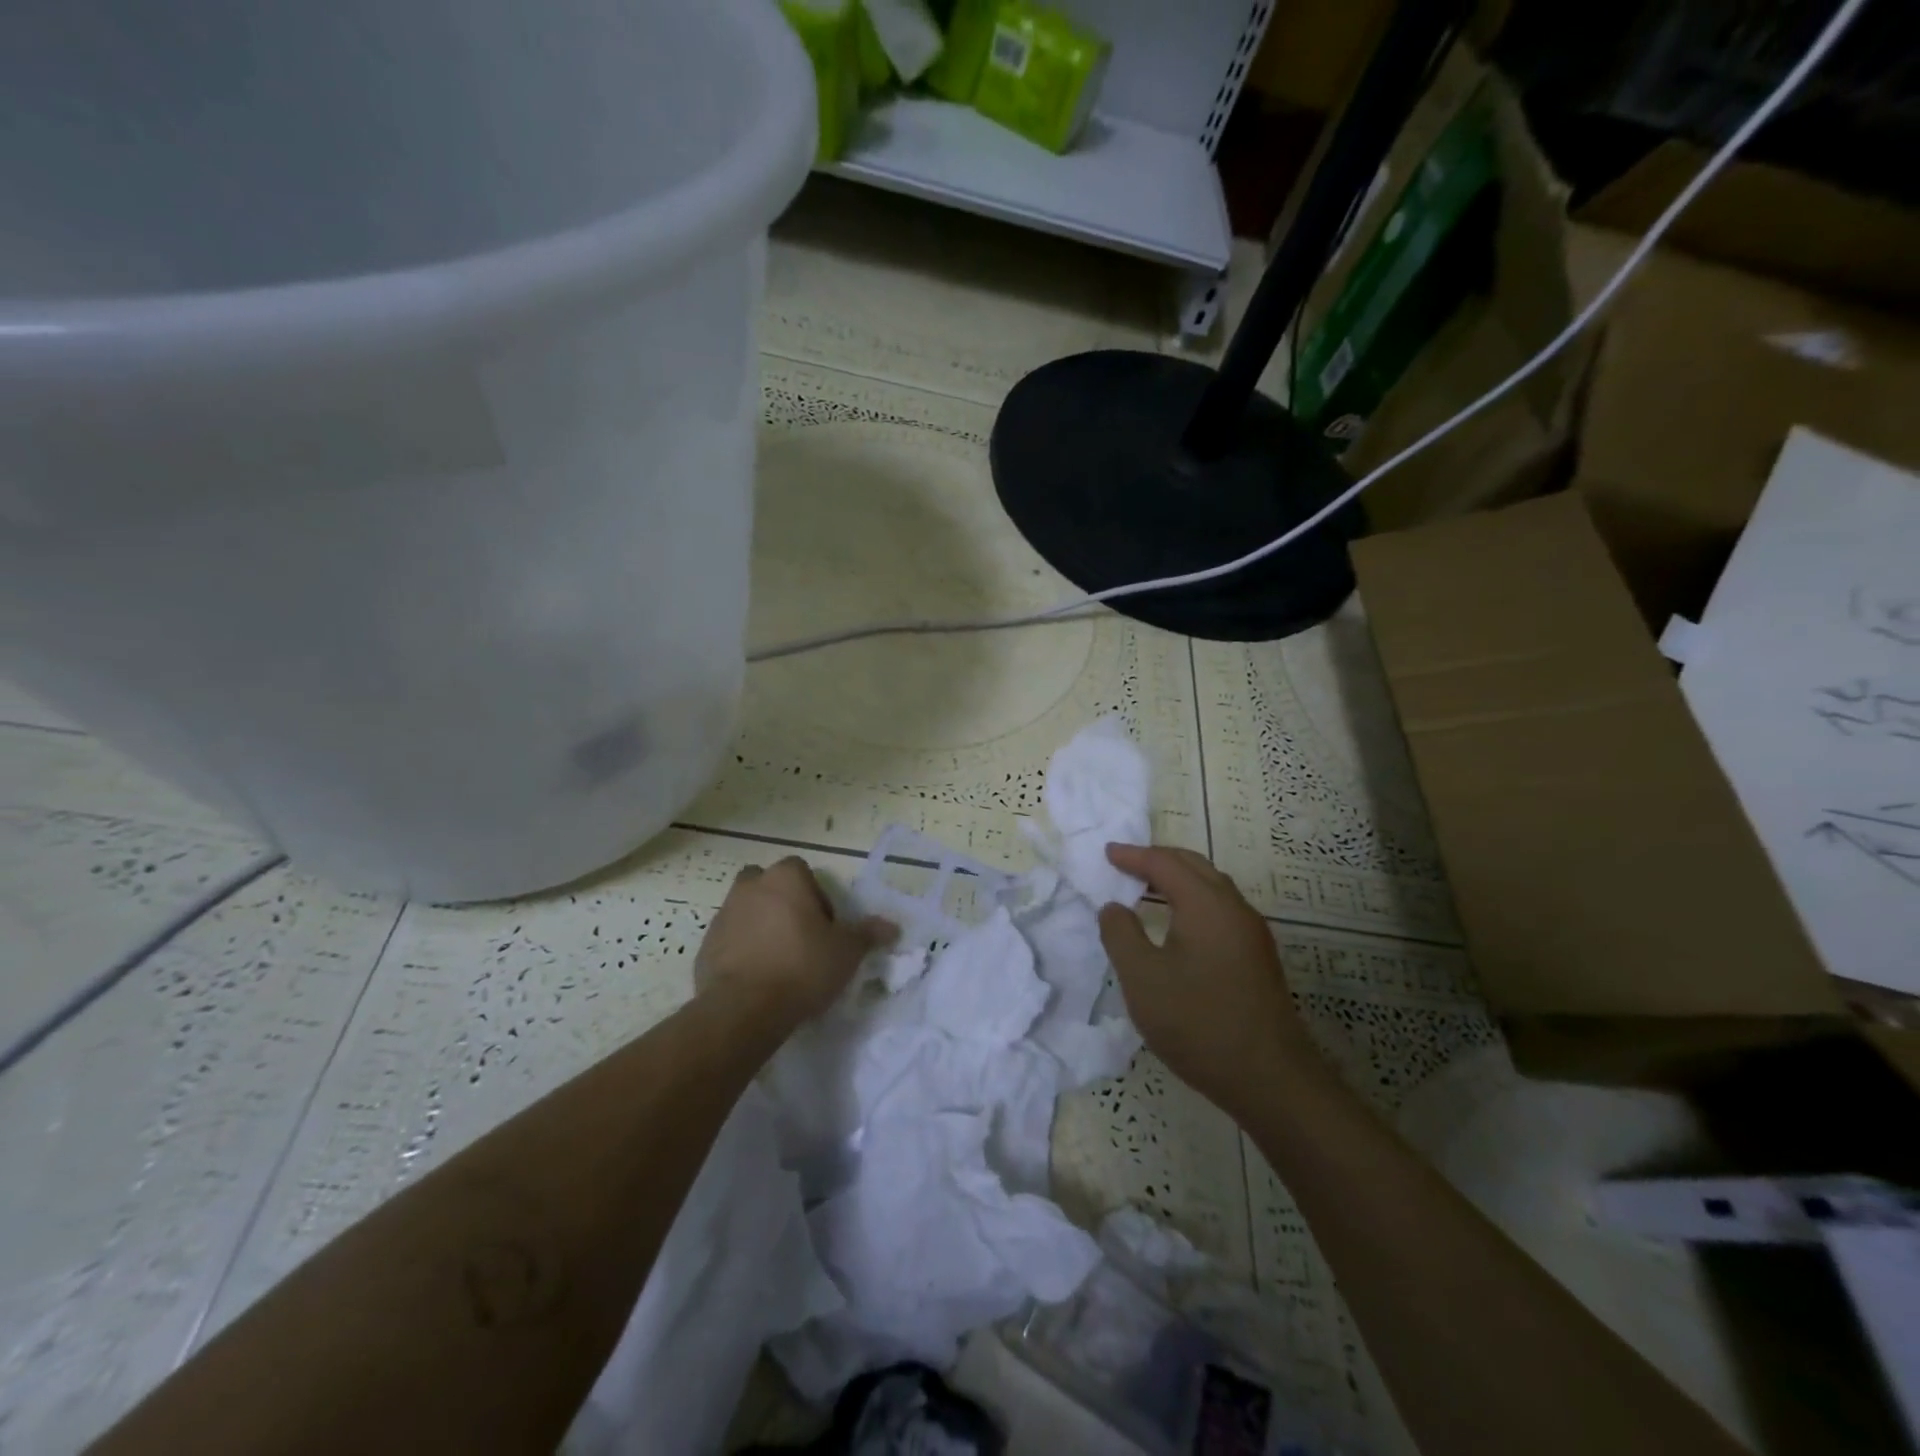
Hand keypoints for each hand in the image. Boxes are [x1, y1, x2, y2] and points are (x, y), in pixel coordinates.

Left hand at [697, 858, 895, 1024]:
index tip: (825, 927)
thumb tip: (892, 926)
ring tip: (780, 961)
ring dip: (761, 927)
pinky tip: (758, 978)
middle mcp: (750, 887)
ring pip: (747, 911)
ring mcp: (723, 915)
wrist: (745, 1008)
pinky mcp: (705, 946)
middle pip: (769, 885)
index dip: (816, 896)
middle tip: (800, 937)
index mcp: (785, 878)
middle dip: (783, 904)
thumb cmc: (803, 966)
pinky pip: (730, 940)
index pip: (802, 871)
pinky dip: (743, 951)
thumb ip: (867, 934)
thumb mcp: (846, 951)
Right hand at [1098, 844, 1323, 1115]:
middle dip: (1158, 859)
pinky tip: (1178, 924)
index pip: (1165, 864)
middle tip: (1126, 863)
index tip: (1107, 853)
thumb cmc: (1198, 1023)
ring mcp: (1252, 933)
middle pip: (1194, 866)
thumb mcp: (1142, 979)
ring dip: (1178, 879)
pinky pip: (1220, 909)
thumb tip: (1114, 907)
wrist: (1270, 1079)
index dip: (1133, 855)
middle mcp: (1234, 908)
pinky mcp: (1258, 958)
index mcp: (1206, 904)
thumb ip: (1120, 935)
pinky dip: (1193, 900)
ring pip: (1212, 887)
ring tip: (1147, 887)